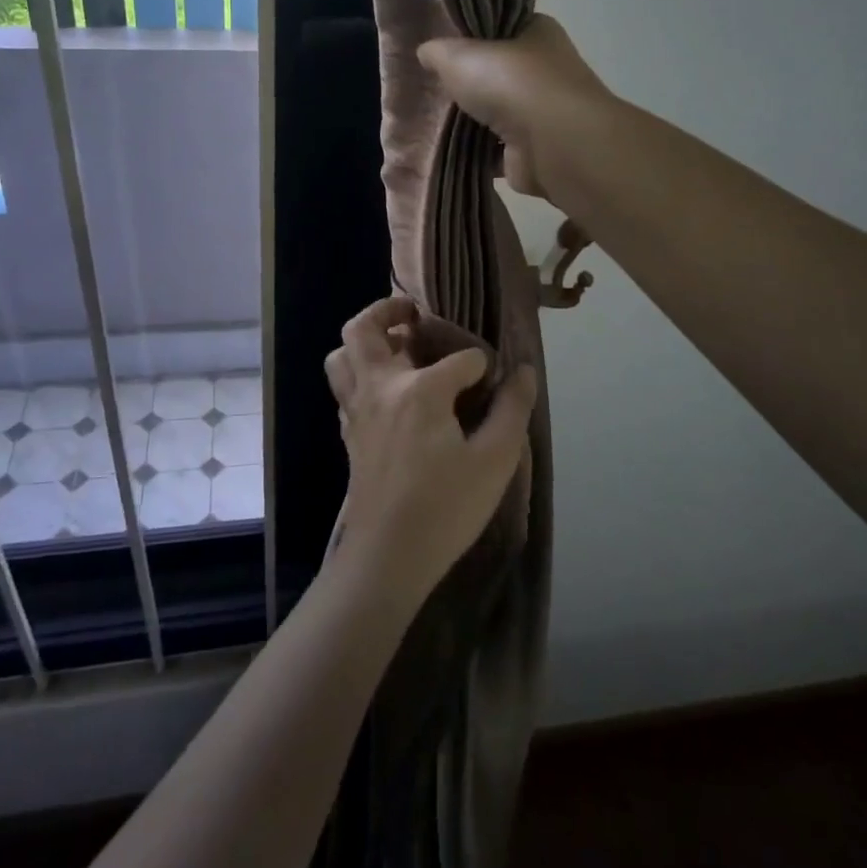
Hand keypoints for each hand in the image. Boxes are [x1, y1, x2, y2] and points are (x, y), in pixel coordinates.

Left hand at [323, 298, 537, 603]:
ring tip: (395, 347)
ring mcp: (357, 410)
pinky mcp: (349, 432)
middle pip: (364, 329)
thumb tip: (524, 371)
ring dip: (364, 342)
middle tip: (413, 314)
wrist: (389, 557)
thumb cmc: (447, 508)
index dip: (481, 366)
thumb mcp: (495, 460)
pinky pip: (344, 386)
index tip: (493, 382)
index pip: (458, 359)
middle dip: (388, 311)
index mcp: (419, 390)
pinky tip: (387, 392)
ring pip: (342, 356)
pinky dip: (360, 374)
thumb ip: (512, 409)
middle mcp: (380, 388)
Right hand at [417, 15, 611, 202]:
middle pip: (499, 72)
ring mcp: (543, 113)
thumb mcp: (460, 55)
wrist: (551, 143)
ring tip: (434, 119)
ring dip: (473, 120)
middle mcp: (546, 70)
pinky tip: (448, 151)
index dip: (474, 35)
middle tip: (434, 85)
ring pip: (498, 113)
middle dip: (471, 82)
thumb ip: (439, 52)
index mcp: (538, 32)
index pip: (503, 27)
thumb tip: (426, 51)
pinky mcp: (533, 151)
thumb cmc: (511, 83)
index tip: (444, 47)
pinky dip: (477, 152)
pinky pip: (496, 149)